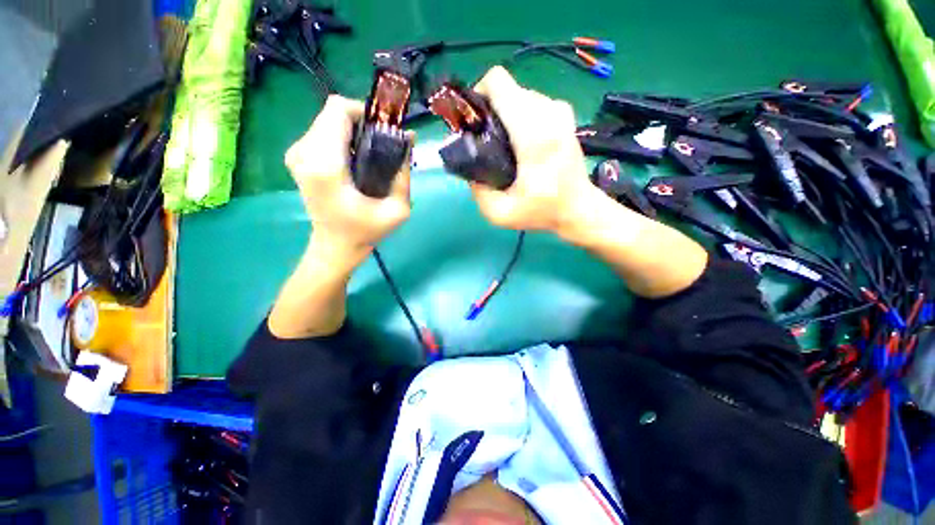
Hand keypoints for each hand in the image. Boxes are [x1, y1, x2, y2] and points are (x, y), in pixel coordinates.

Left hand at [285, 95, 412, 255]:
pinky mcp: (297, 157)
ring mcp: (296, 153)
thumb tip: (409, 139)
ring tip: (372, 152)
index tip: (385, 130)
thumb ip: (404, 174)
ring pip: (328, 120)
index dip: (365, 112)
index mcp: (326, 165)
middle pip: (333, 113)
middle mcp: (304, 153)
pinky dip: (343, 137)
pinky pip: (322, 131)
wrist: (335, 246)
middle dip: (362, 122)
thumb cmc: (366, 231)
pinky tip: (356, 158)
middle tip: (383, 143)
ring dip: (353, 130)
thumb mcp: (398, 209)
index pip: (338, 111)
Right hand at [470, 67, 593, 232]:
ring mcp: (559, 110)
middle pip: (507, 91)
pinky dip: (521, 117)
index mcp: (533, 133)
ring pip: (519, 96)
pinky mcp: (564, 114)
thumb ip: (478, 190)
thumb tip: (469, 168)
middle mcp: (548, 112)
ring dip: (506, 115)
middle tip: (488, 141)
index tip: (475, 121)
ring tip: (505, 145)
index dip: (479, 94)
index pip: (499, 83)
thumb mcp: (500, 213)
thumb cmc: (542, 211)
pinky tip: (521, 143)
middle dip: (491, 111)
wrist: (579, 208)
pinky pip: (532, 103)